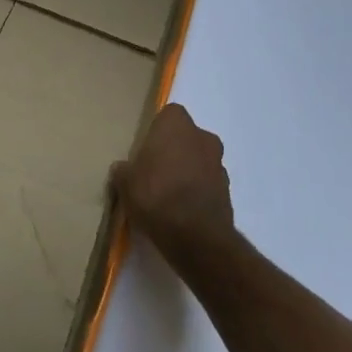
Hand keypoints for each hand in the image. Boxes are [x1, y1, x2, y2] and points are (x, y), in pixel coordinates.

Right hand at [110, 104, 234, 262]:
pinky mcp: (228, 191)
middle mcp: (202, 137)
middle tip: (155, 171)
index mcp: (176, 124)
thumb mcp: (125, 182)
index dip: (157, 131)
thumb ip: (124, 170)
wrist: (195, 236)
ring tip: (168, 194)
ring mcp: (219, 164)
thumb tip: (123, 169)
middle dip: (174, 150)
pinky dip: (197, 191)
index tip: (146, 149)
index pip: (168, 115)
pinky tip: (181, 210)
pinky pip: (207, 184)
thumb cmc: (155, 195)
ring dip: (188, 171)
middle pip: (186, 137)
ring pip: (199, 160)